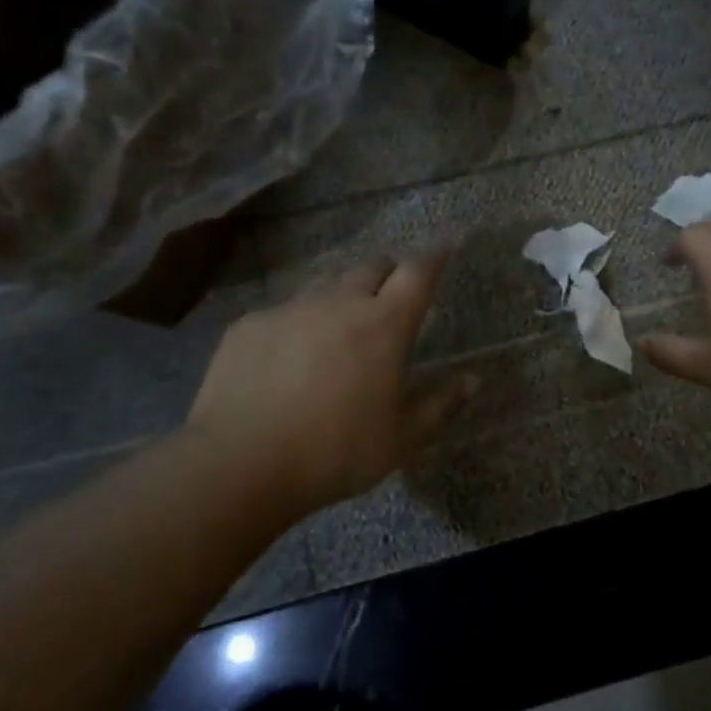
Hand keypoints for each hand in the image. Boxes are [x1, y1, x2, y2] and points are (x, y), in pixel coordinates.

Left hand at [182, 253, 477, 512]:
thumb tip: (471, 380)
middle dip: (387, 273)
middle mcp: (338, 303)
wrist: (239, 463)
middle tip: (391, 293)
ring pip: (325, 285)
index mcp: (383, 325)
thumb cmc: (334, 452)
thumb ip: (440, 405)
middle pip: (370, 268)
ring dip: (342, 295)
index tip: (444, 247)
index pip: (417, 274)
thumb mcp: (400, 440)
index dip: (434, 257)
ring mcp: (290, 310)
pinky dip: (298, 325)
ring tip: (340, 324)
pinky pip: (283, 312)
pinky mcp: (249, 325)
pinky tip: (288, 359)